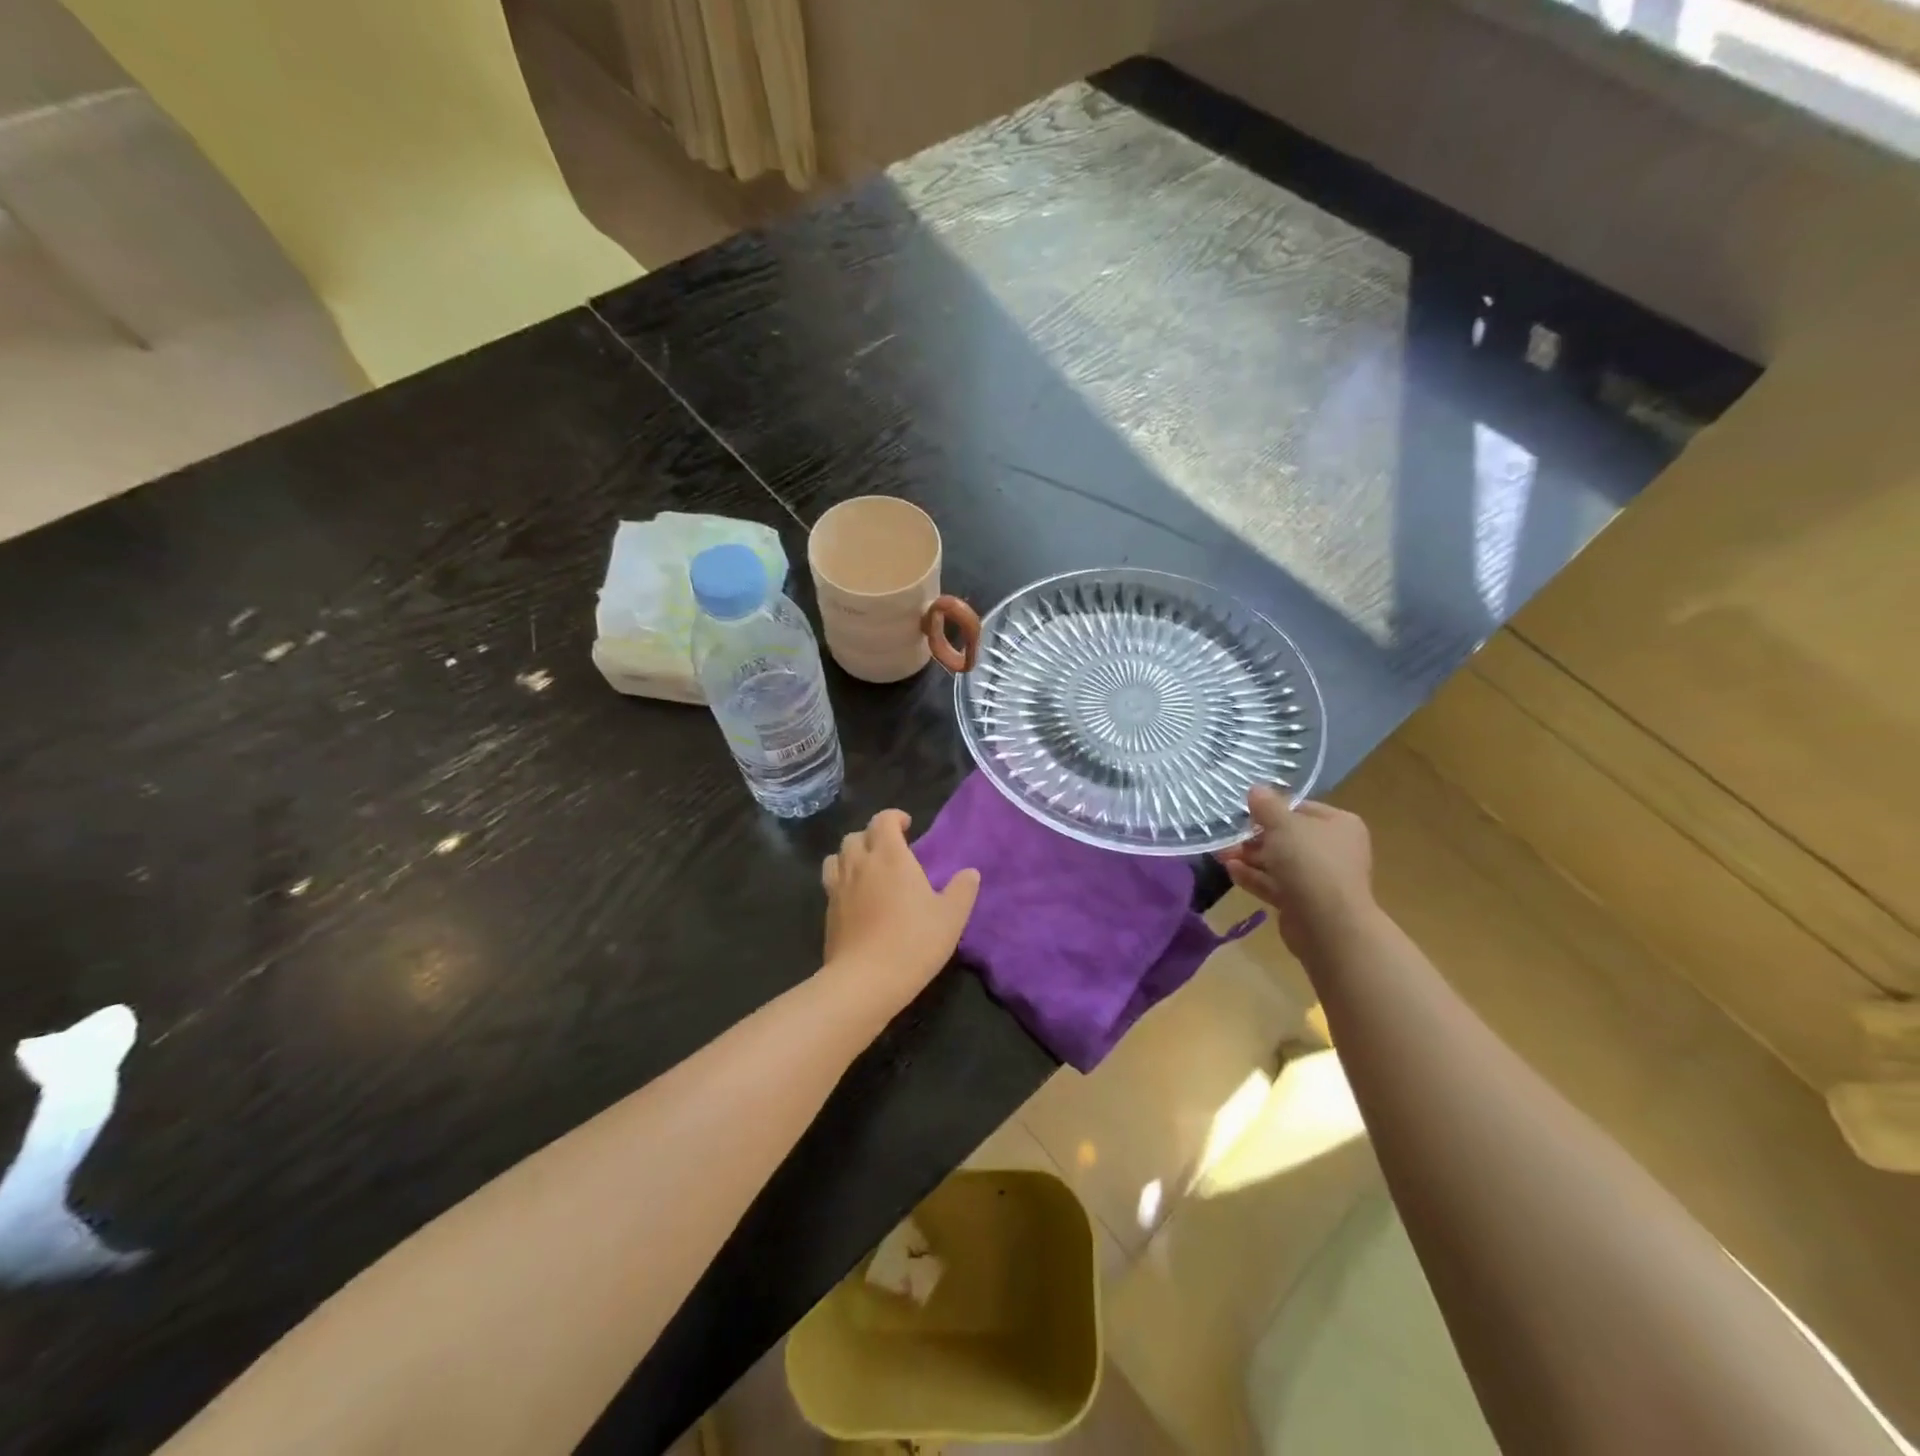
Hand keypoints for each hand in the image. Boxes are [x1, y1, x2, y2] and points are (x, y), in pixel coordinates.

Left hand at [821, 809, 980, 1012]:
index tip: (907, 827)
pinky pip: (831, 882)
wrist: (865, 980)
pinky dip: (842, 879)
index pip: (883, 820)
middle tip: (891, 851)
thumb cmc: (914, 942)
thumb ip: (962, 890)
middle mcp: (860, 864)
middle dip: (872, 836)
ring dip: (852, 855)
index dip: (894, 818)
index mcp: (890, 856)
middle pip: (856, 835)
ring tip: (868, 869)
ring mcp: (839, 887)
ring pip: (837, 856)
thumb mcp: (951, 917)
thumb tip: (970, 873)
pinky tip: (857, 898)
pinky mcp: (828, 911)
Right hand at [1216, 786, 1373, 959]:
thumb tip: (1256, 789)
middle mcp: (1333, 849)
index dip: (1272, 808)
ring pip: (1279, 862)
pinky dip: (1254, 877)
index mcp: (1339, 825)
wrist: (1328, 924)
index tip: (1245, 811)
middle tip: (1227, 835)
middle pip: (1288, 837)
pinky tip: (1230, 871)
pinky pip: (1276, 884)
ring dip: (1250, 857)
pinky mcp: (1304, 902)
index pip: (1301, 808)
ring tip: (1221, 854)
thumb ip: (1266, 805)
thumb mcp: (1283, 824)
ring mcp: (1320, 878)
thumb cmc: (1310, 863)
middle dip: (1254, 836)